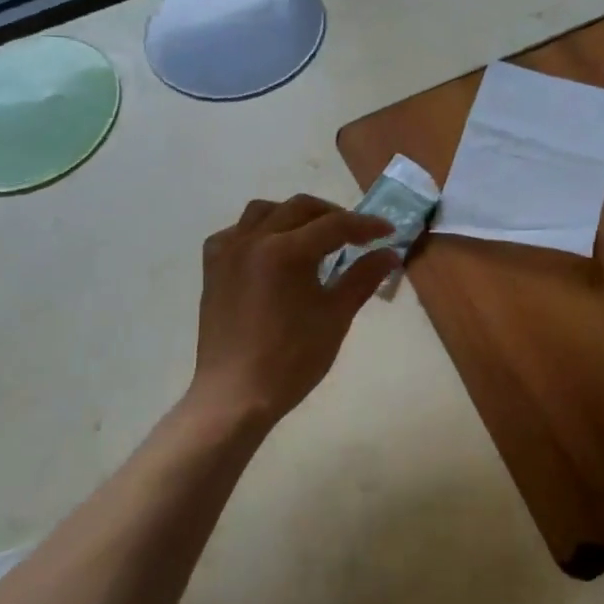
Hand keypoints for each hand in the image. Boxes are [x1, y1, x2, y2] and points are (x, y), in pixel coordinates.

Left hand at [189, 194, 395, 425]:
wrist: (236, 395)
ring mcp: (228, 252)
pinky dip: (258, 231)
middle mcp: (254, 240)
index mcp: (286, 251)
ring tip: (313, 236)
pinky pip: (236, 232)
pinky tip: (270, 251)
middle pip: (299, 208)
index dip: (365, 225)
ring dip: (293, 215)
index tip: (388, 231)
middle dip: (332, 215)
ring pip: (264, 212)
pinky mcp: (213, 268)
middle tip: (355, 234)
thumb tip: (390, 253)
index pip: (335, 225)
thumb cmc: (291, 359)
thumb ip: (363, 277)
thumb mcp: (335, 316)